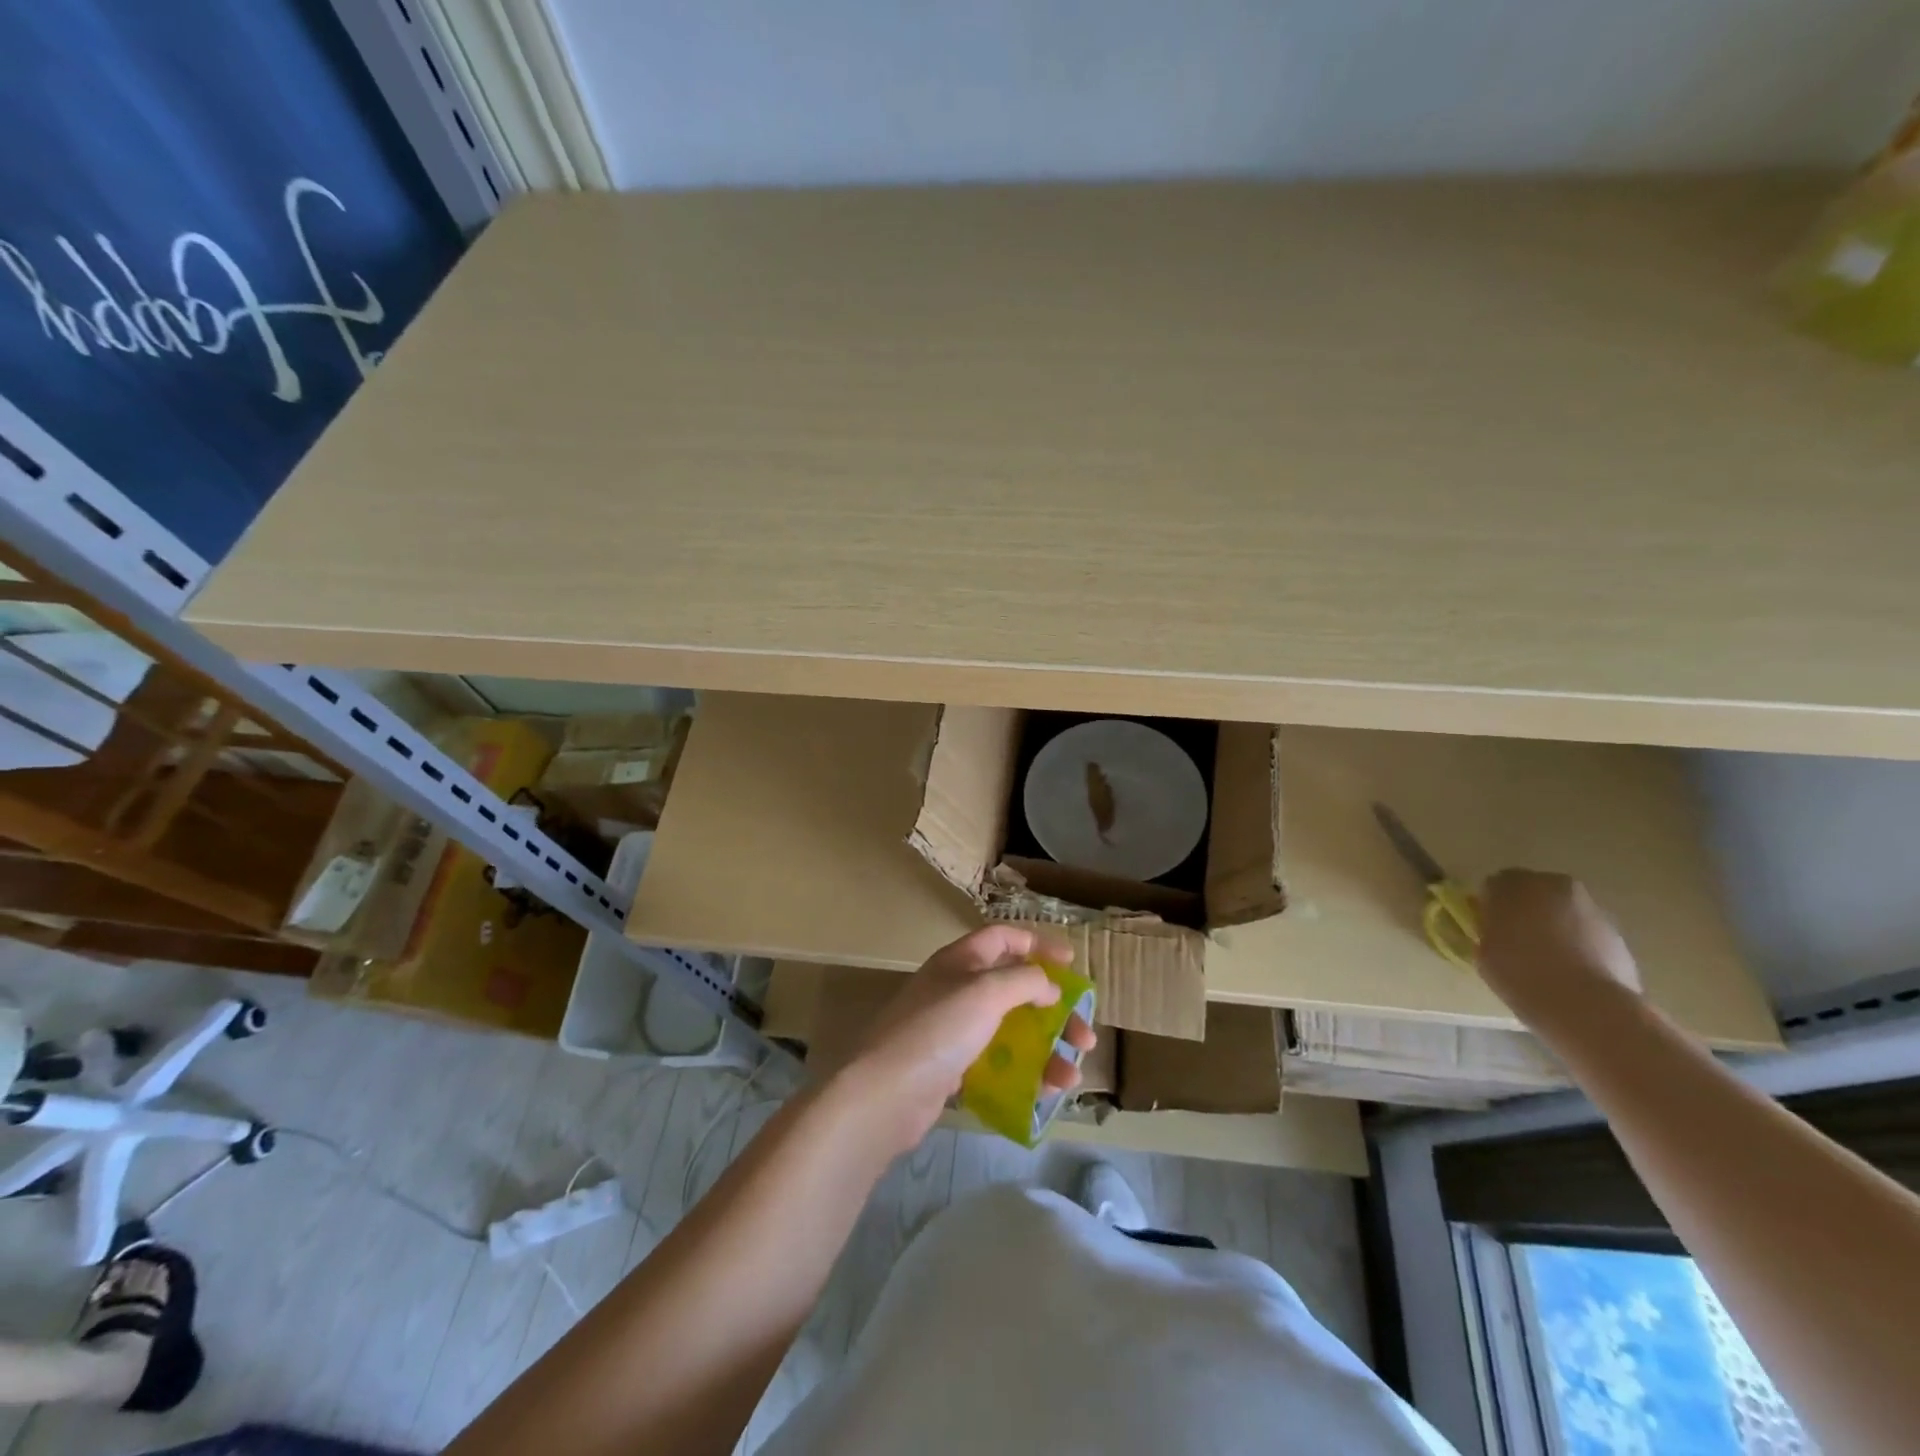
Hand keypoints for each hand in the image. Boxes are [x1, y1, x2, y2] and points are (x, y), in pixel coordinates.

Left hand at [834, 925, 1096, 1158]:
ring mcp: (953, 1031)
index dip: (1038, 945)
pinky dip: (1024, 1074)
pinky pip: (998, 1065)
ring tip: (1072, 1075)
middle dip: (1054, 1010)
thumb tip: (1049, 985)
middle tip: (1085, 1034)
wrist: (886, 1093)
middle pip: (1015, 989)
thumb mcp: (986, 992)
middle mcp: (957, 990)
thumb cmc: (939, 1029)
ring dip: (1046, 1049)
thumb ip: (1024, 981)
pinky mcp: (952, 1069)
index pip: (1004, 938)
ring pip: (1011, 1032)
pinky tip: (1045, 1091)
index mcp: (961, 961)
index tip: (1071, 963)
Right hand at [1476, 869, 1643, 1017]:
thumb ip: (1490, 930)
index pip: (1494, 886)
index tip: (1489, 929)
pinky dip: (1578, 944)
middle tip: (1517, 941)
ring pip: (1562, 911)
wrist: (1587, 1006)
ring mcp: (1590, 907)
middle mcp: (1553, 885)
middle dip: (1525, 911)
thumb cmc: (1520, 973)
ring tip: (1547, 962)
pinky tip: (1571, 973)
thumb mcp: (1484, 950)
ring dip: (1554, 927)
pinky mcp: (1617, 933)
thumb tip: (1497, 929)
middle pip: (1533, 892)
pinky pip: (1586, 933)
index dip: (1490, 907)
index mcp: (1512, 884)